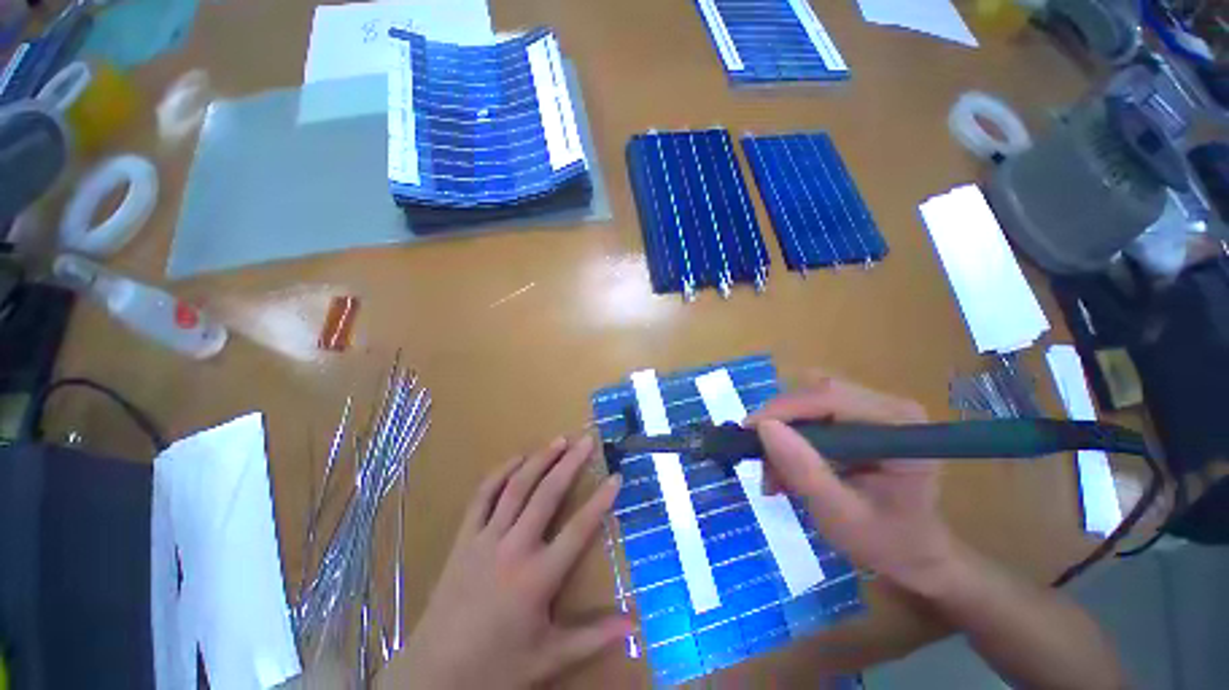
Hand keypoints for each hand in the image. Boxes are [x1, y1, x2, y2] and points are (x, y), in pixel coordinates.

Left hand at [382, 435, 629, 689]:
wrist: (433, 676)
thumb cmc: (496, 668)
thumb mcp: (548, 658)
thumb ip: (593, 638)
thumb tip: (635, 626)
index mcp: (537, 578)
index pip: (579, 529)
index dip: (601, 501)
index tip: (616, 477)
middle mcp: (513, 549)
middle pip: (547, 495)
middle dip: (570, 463)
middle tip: (587, 440)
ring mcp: (485, 540)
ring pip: (516, 488)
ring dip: (539, 460)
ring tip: (559, 440)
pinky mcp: (464, 539)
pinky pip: (482, 497)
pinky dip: (499, 473)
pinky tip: (515, 458)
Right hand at [747, 373, 959, 597]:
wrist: (913, 554)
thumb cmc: (886, 541)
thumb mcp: (840, 515)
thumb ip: (803, 471)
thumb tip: (763, 426)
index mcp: (899, 425)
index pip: (830, 396)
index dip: (784, 408)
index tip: (748, 431)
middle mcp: (887, 406)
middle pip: (815, 392)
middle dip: (782, 423)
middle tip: (763, 460)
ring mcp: (872, 408)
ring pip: (806, 400)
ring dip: (783, 431)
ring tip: (776, 473)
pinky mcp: (856, 416)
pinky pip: (809, 412)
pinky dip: (790, 436)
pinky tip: (787, 467)